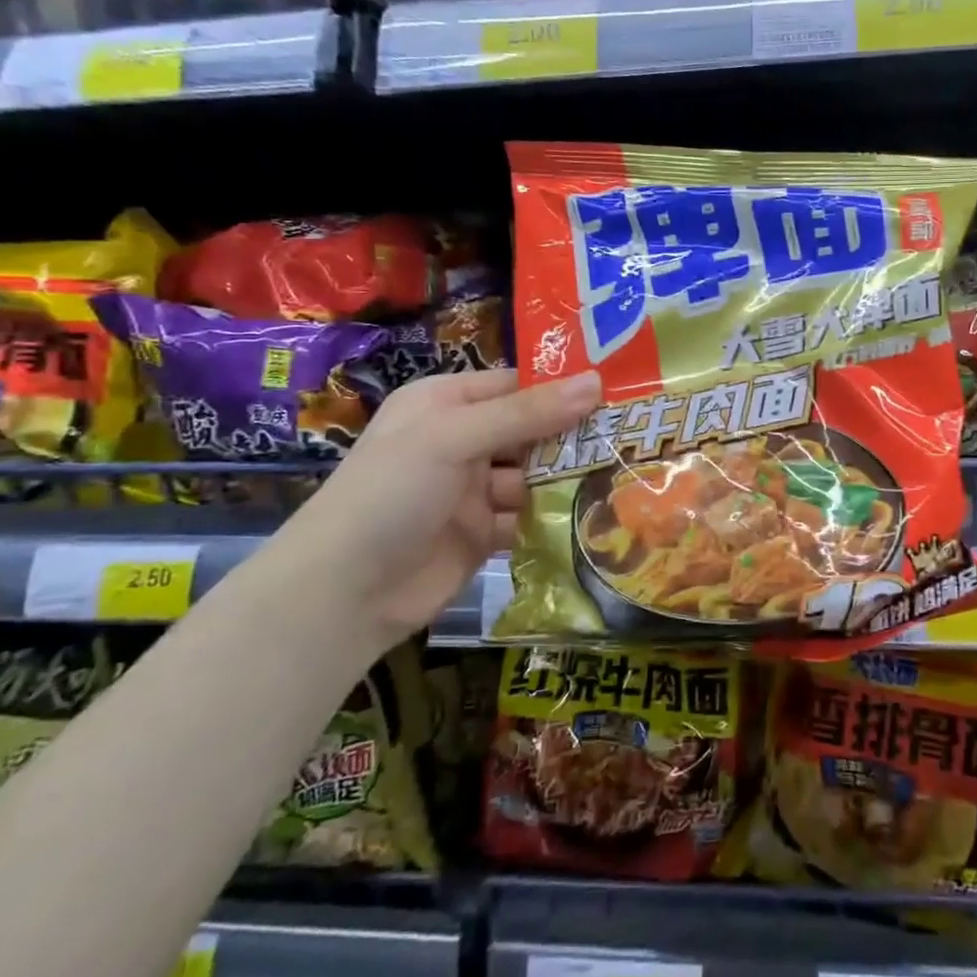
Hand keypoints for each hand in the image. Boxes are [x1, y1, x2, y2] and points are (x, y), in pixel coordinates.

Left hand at [268, 368, 600, 652]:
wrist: (342, 594)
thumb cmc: (391, 493)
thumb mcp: (455, 437)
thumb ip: (527, 412)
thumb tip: (596, 382)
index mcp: (446, 403)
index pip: (517, 385)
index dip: (563, 388)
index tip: (620, 392)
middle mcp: (462, 441)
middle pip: (532, 431)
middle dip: (573, 438)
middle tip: (633, 438)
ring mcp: (473, 490)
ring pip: (535, 477)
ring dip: (569, 481)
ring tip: (624, 478)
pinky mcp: (483, 534)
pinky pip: (529, 517)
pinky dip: (554, 519)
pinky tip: (595, 518)